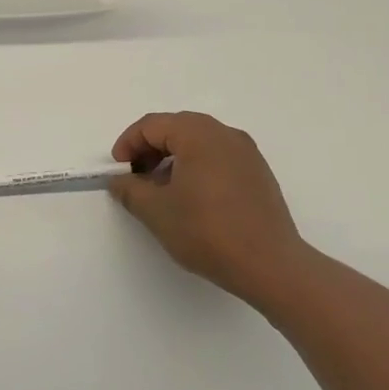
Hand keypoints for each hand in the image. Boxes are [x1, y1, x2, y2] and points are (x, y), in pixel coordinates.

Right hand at [109, 112, 309, 305]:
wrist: (269, 264)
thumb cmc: (207, 231)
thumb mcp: (156, 212)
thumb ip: (130, 190)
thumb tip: (120, 181)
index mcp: (199, 135)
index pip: (153, 125)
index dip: (128, 143)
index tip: (119, 171)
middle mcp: (225, 134)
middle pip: (177, 128)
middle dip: (150, 148)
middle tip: (136, 177)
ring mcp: (247, 153)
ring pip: (199, 142)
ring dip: (173, 158)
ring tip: (161, 190)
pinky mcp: (258, 173)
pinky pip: (219, 157)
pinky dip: (197, 167)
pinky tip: (191, 198)